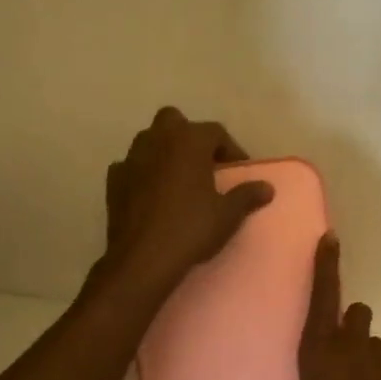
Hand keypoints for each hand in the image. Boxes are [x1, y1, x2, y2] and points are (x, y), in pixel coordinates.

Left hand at [101, 107, 274, 298]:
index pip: (215, 132)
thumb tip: (267, 187)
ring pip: (150, 140)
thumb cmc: (191, 229)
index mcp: (189, 141)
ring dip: (165, 152)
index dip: (230, 149)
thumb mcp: (228, 215)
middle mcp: (158, 139)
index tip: (237, 170)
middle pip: (175, 121)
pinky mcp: (113, 179)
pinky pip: (132, 165)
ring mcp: (131, 158)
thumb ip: (247, 195)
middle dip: (189, 136)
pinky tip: (152, 194)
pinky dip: (143, 172)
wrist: (143, 258)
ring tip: (179, 179)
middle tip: (203, 164)